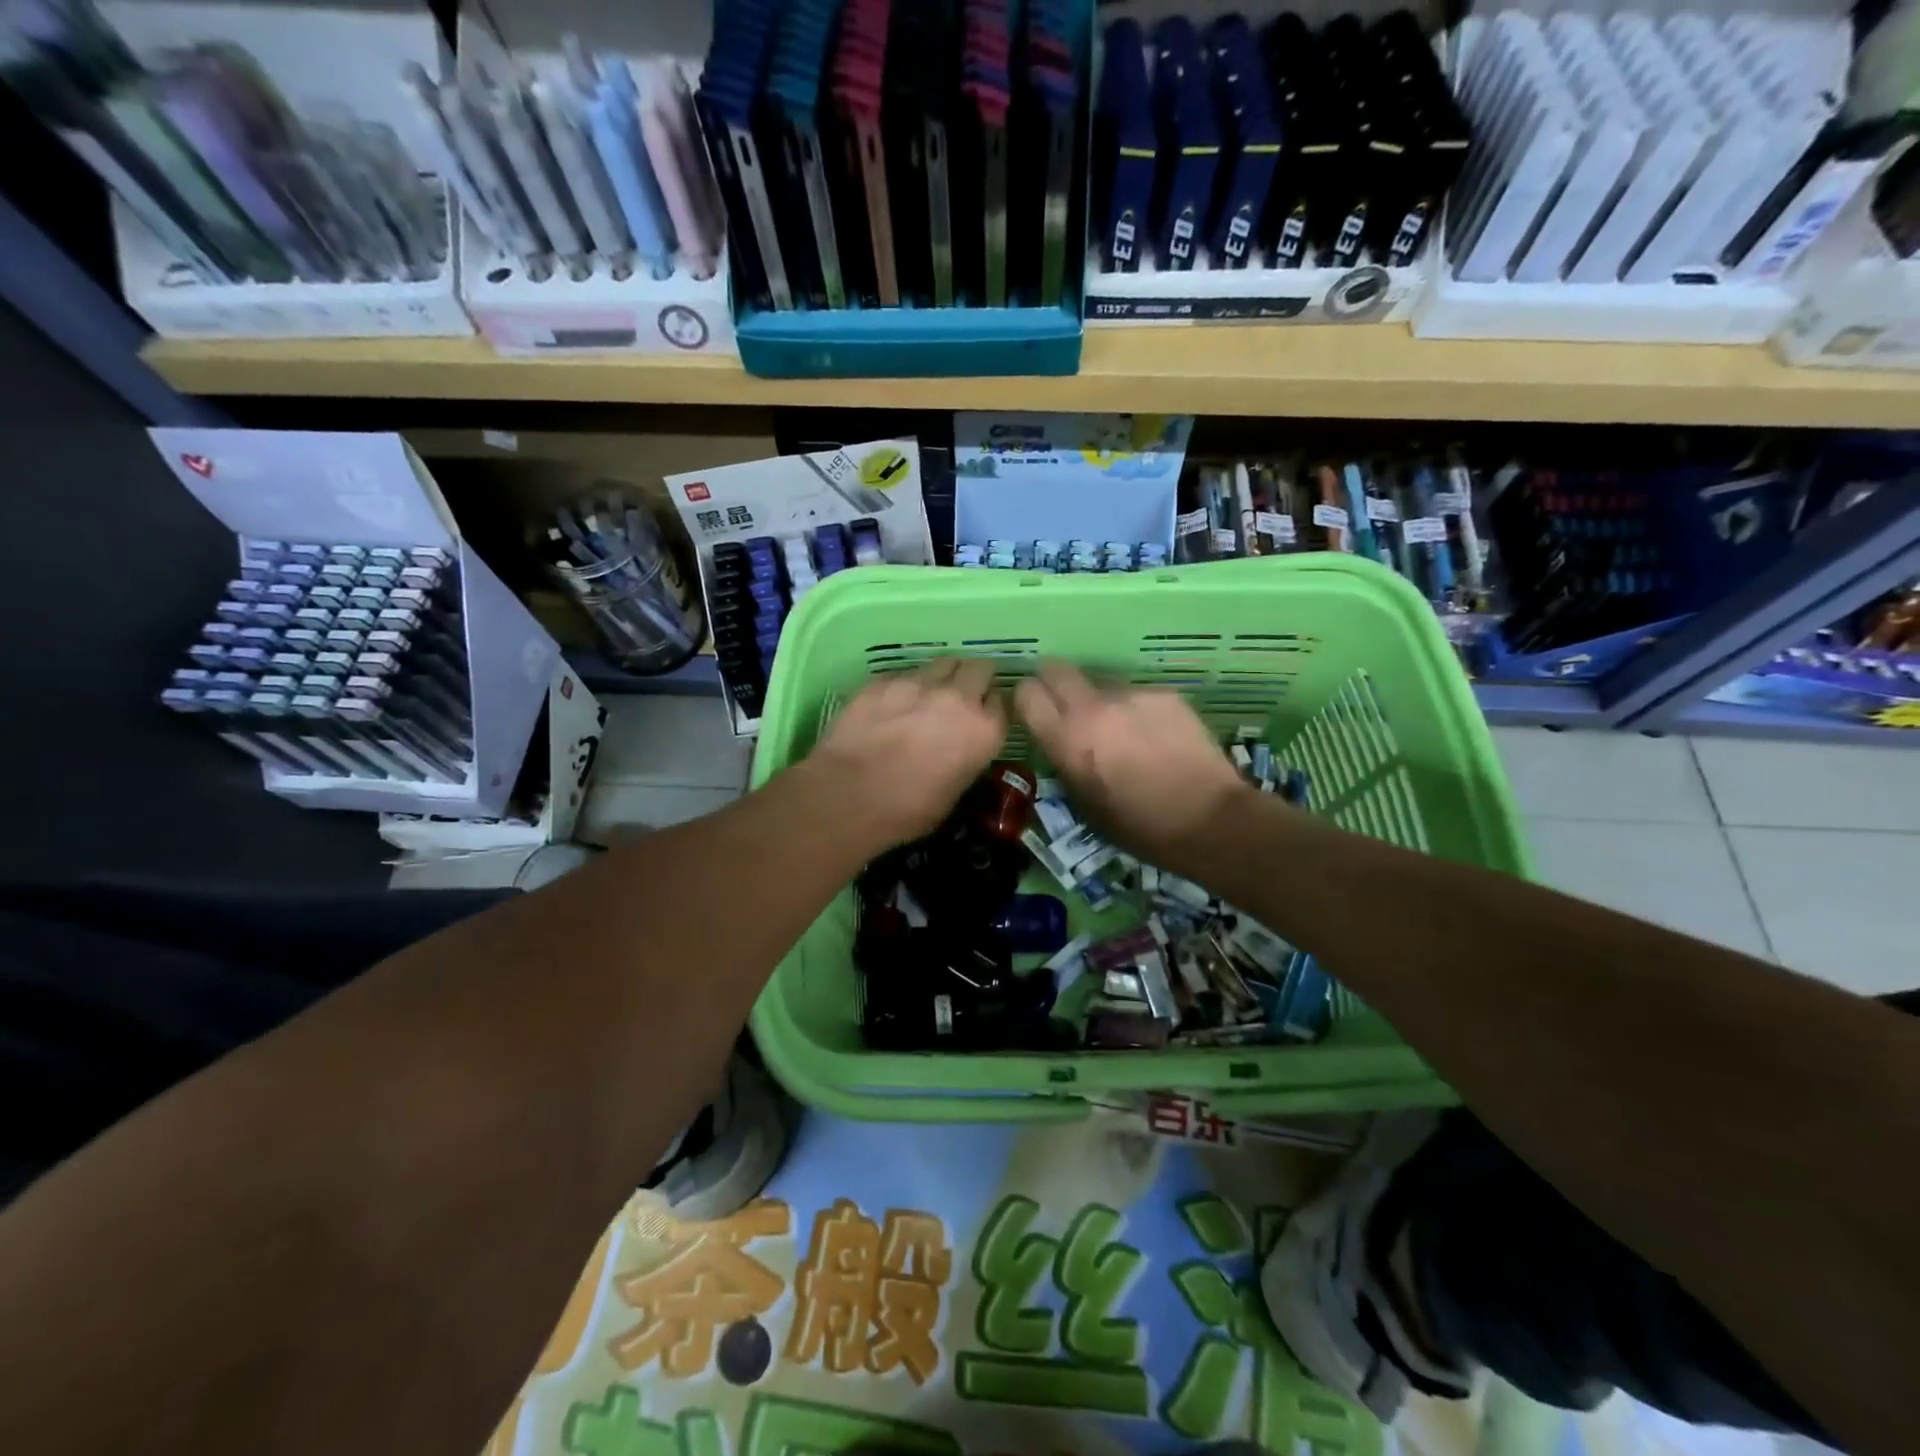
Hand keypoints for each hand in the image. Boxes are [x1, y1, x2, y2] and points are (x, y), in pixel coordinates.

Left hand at [808, 658, 1007, 848]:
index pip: (1001, 702)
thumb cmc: (906, 811)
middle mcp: (958, 698)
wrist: (846, 797)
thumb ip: (966, 760)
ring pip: (943, 662)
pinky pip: (904, 673)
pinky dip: (905, 685)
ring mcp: (918, 683)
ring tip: (927, 695)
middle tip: (960, 697)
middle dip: (974, 679)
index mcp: (983, 731)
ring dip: (942, 677)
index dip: (989, 709)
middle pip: (979, 668)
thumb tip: (960, 750)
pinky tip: (891, 705)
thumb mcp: (953, 794)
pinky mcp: (883, 680)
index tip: (980, 717)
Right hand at [1015, 660, 1250, 871]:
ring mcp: (1131, 695)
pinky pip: (1136, 694)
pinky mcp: (1164, 693)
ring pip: (1101, 682)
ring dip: (1101, 700)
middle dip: (1055, 683)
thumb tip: (1061, 741)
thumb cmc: (1139, 827)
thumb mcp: (1084, 803)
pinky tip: (1157, 735)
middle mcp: (1093, 707)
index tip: (1035, 711)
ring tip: (1124, 731)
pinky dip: (1138, 710)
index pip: (1026, 693)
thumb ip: (1065, 762)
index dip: (1028, 700)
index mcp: (1067, 740)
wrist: (1208, 820)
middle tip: (1068, 706)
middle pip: (1056, 668)